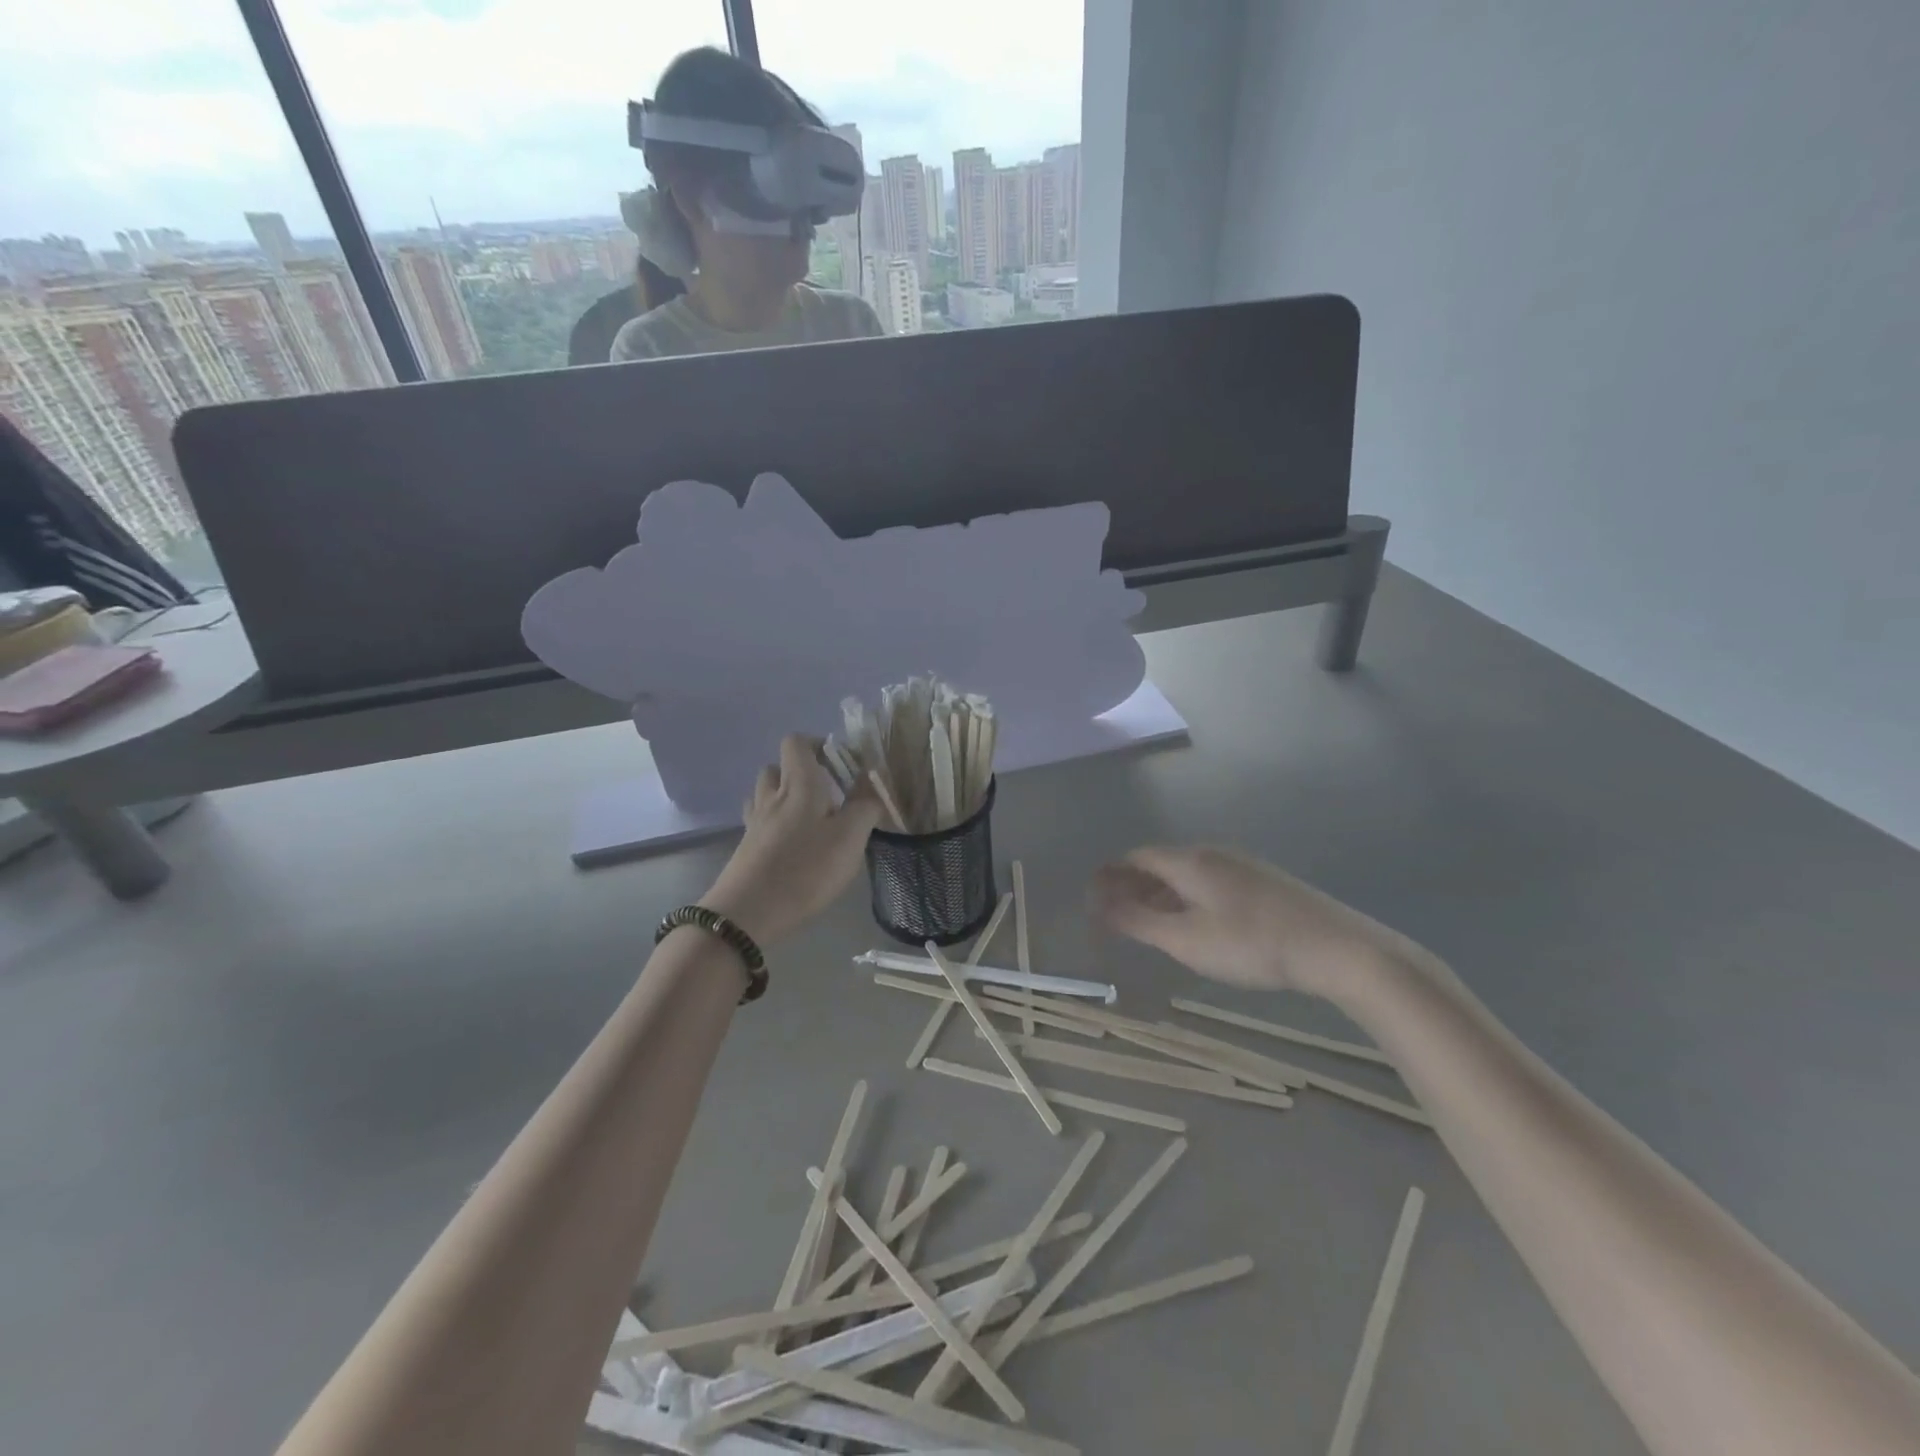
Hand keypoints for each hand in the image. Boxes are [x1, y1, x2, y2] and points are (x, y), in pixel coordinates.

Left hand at [701, 735, 882, 946]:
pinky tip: (793, 845)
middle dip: (802, 772)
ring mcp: (754, 823)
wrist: (748, 913)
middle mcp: (772, 796)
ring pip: (765, 794)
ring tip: (811, 819)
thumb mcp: (851, 837)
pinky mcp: (746, 848)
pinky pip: (761, 821)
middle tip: (828, 794)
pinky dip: (776, 823)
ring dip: (785, 797)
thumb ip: (865, 805)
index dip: (818, 744)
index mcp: (799, 785)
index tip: (841, 764)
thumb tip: (872, 782)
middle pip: (778, 767)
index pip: (797, 742)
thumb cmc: (806, 869)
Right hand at [1090, 845, 1434, 999]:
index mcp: (1189, 861)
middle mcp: (1212, 852)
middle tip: (1114, 914)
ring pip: (1185, 872)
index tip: (1092, 900)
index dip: (1109, 876)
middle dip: (1131, 884)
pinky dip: (1185, 896)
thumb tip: (1100, 906)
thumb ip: (1139, 922)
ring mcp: (1241, 864)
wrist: (1337, 947)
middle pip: (1159, 861)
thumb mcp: (1186, 940)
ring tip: (1147, 922)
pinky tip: (1192, 922)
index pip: (1135, 857)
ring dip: (1158, 892)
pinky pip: (1208, 880)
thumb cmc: (1251, 944)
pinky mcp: (1262, 881)